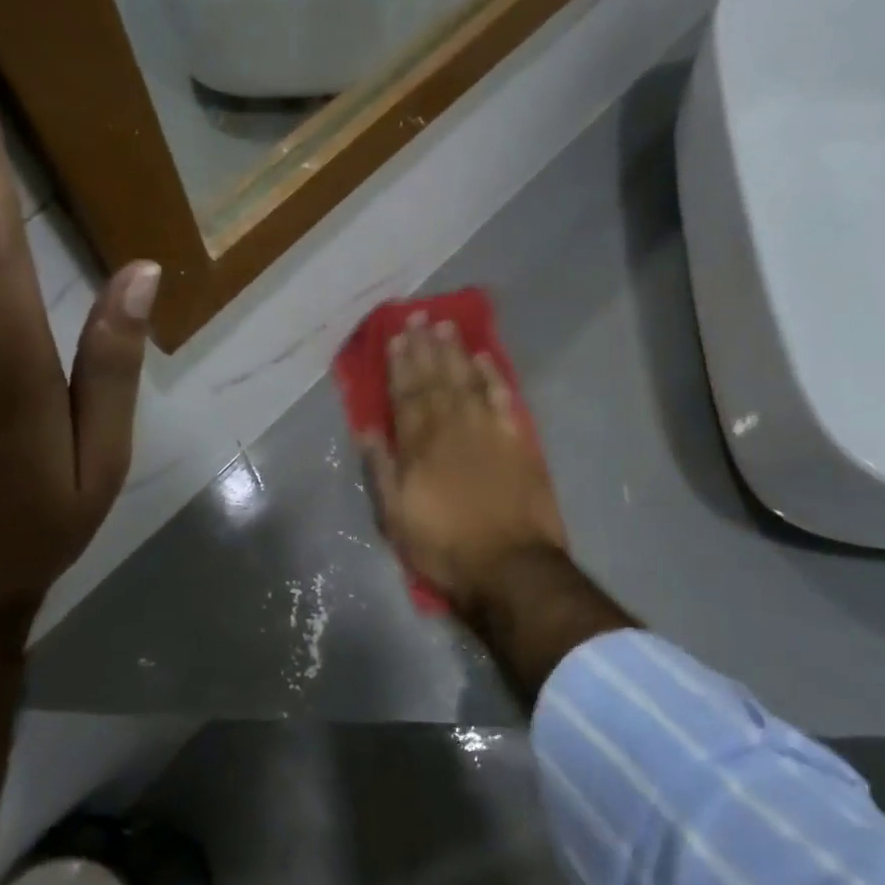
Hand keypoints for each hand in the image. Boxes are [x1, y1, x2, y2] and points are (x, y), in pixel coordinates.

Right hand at [361, 317, 567, 615]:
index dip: (399, 365)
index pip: (406, 395)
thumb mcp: (396, 517)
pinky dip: (494, 376)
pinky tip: (486, 358)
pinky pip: (504, 399)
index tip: (395, 337)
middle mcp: (452, 428)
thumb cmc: (445, 547)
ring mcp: (488, 432)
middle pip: (436, 380)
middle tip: (419, 317)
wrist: (511, 567)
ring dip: (455, 352)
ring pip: (467, 381)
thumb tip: (367, 429)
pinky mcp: (518, 442)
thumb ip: (382, 470)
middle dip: (424, 348)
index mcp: (419, 446)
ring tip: (446, 327)